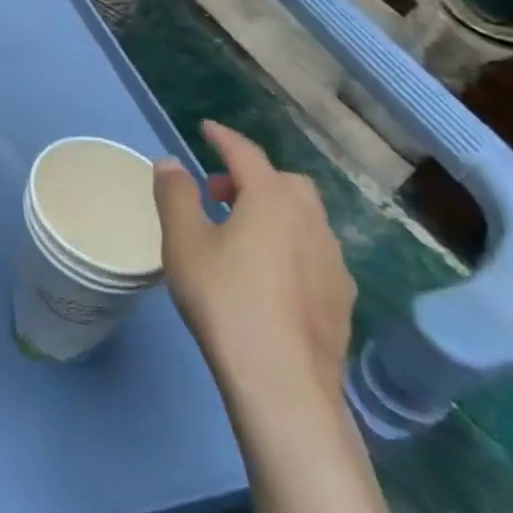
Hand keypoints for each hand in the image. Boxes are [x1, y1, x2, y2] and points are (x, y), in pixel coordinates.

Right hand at [153, 121, 355, 422]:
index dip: (224, 138)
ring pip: (305, 217)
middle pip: (285, 182)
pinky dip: (290, 243)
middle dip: (252, 177)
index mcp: (272, 200)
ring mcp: (333, 262)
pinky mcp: (342, 299)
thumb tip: (171, 163)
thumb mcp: (183, 242)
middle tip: (218, 195)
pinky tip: (268, 274)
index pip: (246, 154)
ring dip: (273, 211)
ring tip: (240, 234)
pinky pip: (314, 251)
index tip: (206, 128)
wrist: (283, 383)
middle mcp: (311, 222)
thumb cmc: (225, 300)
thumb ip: (176, 195)